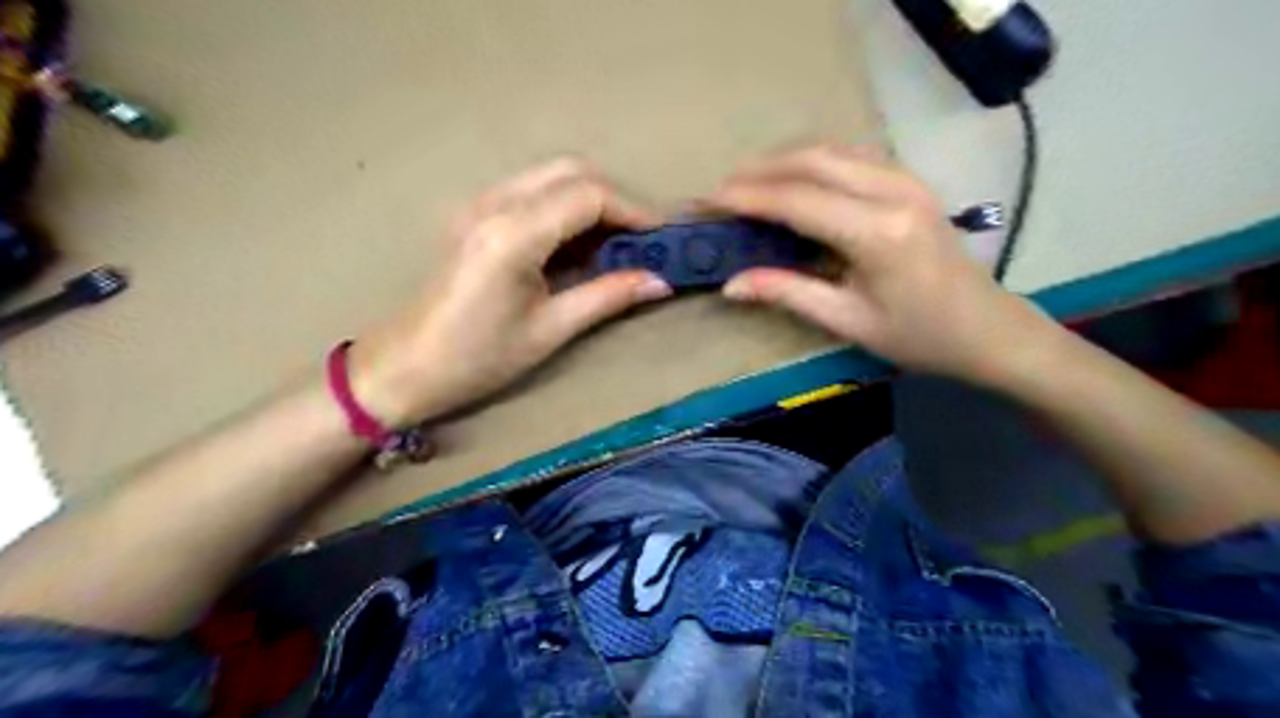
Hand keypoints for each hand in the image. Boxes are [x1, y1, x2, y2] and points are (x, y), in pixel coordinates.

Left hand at [346, 156, 671, 425]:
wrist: (406, 366)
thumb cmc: (478, 358)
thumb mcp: (550, 330)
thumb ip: (608, 296)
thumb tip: (661, 282)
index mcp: (514, 234)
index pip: (588, 196)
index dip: (632, 210)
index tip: (660, 237)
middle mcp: (494, 204)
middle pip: (570, 171)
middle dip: (613, 198)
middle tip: (639, 238)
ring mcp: (478, 204)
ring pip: (549, 176)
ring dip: (588, 199)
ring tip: (612, 242)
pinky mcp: (472, 214)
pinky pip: (529, 190)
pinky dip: (562, 205)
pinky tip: (573, 242)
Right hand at [704, 141, 1055, 382]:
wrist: (987, 329)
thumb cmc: (919, 336)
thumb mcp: (848, 320)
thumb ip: (787, 292)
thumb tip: (731, 284)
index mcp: (878, 232)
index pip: (798, 200)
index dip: (748, 197)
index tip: (708, 199)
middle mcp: (893, 191)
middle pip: (813, 160)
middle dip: (760, 170)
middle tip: (721, 188)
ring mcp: (906, 179)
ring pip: (833, 149)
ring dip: (785, 159)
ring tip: (747, 181)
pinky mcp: (910, 181)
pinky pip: (852, 156)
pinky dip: (814, 161)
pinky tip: (793, 178)